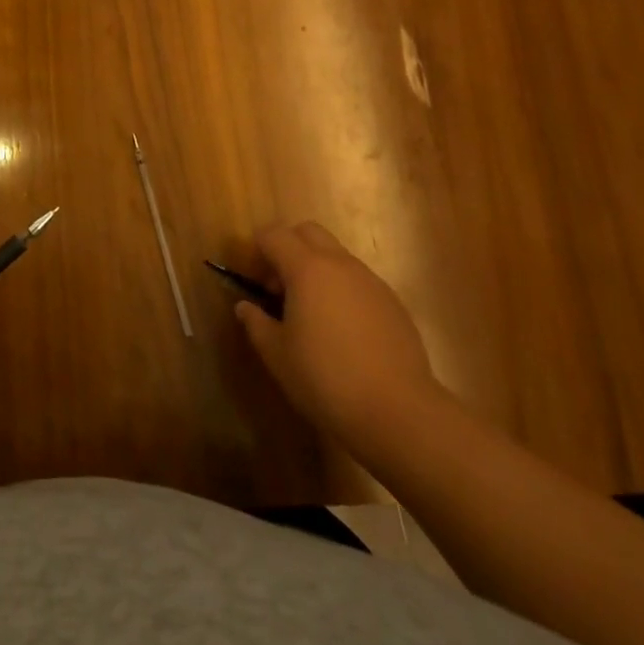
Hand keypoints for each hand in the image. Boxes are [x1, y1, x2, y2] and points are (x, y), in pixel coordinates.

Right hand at [234, 223, 445, 454]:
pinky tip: (343, 331)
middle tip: (280, 287)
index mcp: (307, 269)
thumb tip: (245, 306)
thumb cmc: (325, 379)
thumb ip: (256, 323)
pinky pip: (359, 281)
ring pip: (336, 256)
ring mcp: (371, 282)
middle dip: (288, 248)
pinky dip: (342, 290)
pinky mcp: (393, 303)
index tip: (253, 278)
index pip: (274, 235)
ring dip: (317, 269)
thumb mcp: (277, 355)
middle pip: (308, 232)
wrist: (399, 412)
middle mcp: (340, 264)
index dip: (257, 249)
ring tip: (311, 313)